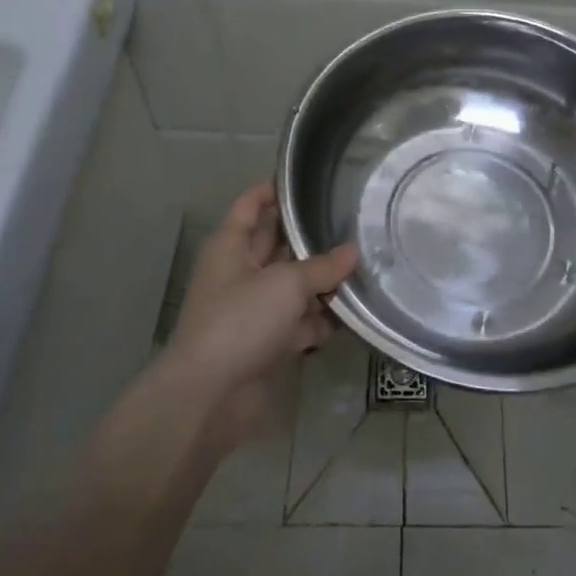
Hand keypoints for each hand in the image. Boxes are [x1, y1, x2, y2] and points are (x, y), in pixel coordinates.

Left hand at [163, 182, 357, 450]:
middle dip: (310, 236)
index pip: (251, 204)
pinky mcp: (267, 342)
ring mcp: (253, 309)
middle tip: (352, 220)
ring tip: (366, 265)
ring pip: (293, 284)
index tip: (308, 178)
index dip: (275, 189)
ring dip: (323, 281)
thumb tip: (354, 251)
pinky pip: (300, 321)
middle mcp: (241, 272)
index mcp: (231, 246)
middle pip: (278, 243)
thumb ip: (323, 267)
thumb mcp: (286, 284)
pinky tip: (355, 312)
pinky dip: (321, 319)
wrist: (209, 397)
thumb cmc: (240, 321)